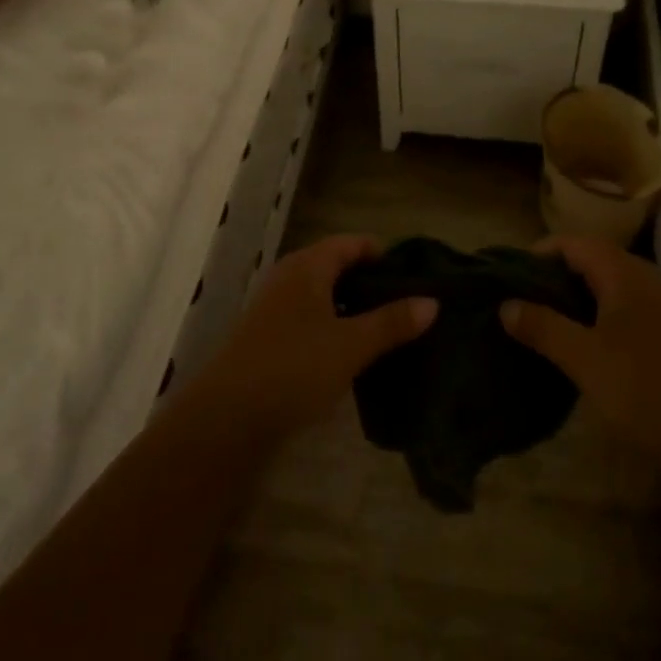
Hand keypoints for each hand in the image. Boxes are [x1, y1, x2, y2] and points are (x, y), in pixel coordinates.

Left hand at [196, 235, 436, 443]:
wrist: (228, 417)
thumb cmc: (294, 367)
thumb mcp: (351, 345)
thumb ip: (392, 322)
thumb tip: (432, 302)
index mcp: (307, 267)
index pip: (350, 243)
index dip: (382, 254)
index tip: (414, 275)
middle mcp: (288, 279)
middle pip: (336, 268)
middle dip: (371, 284)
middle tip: (408, 305)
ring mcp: (274, 309)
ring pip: (323, 297)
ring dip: (353, 309)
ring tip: (389, 331)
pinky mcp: (268, 339)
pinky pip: (310, 321)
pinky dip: (334, 329)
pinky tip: (354, 354)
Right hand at [500, 236, 660, 469]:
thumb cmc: (645, 391)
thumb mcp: (584, 359)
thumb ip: (543, 327)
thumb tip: (506, 305)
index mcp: (625, 277)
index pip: (577, 243)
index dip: (542, 251)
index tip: (511, 273)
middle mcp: (645, 285)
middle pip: (594, 261)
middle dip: (556, 274)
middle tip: (522, 297)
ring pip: (609, 289)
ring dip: (576, 298)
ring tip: (543, 321)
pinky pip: (622, 313)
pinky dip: (595, 318)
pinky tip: (580, 348)